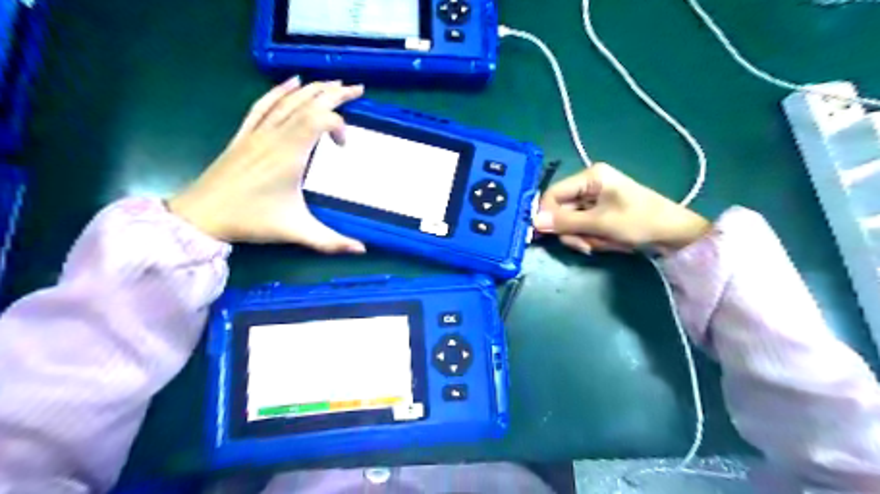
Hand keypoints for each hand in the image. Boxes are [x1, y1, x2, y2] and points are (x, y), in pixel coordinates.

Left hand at [170, 77, 365, 254]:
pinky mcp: (245, 133)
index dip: (339, 126)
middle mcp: (275, 135)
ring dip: (314, 89)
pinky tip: (292, 82)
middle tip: (358, 89)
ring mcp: (258, 131)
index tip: (343, 148)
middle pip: (308, 103)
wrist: (202, 215)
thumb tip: (363, 250)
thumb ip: (332, 242)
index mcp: (290, 154)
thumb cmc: (251, 221)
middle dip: (335, 94)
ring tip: (334, 83)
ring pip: (289, 100)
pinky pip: (264, 104)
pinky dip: (280, 91)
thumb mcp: (296, 232)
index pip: (320, 120)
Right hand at [533, 162, 708, 254]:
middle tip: (585, 245)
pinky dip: (590, 238)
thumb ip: (565, 222)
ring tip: (599, 244)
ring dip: (581, 237)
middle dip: (571, 231)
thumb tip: (534, 221)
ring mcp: (594, 200)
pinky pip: (582, 227)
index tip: (542, 235)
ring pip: (570, 222)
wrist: (675, 235)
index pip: (553, 194)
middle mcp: (589, 185)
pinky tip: (605, 243)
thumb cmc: (639, 221)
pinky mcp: (599, 214)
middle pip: (561, 210)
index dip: (545, 214)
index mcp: (590, 177)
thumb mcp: (600, 223)